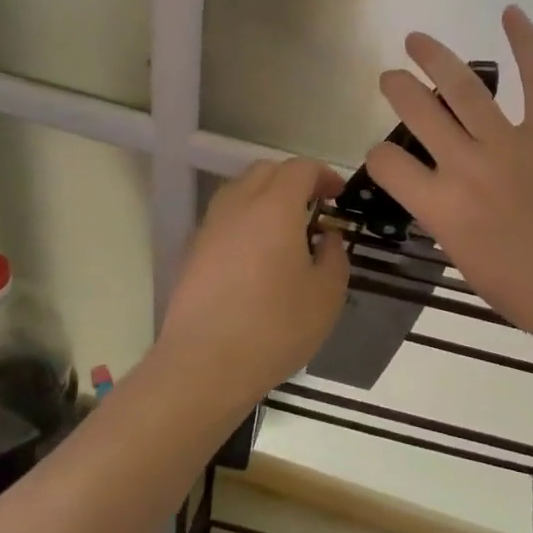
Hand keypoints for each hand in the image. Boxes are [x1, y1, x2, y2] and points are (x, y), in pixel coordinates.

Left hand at [158, 158, 350, 399]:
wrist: (204, 364)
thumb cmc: (275, 327)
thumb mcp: (326, 295)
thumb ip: (334, 255)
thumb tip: (326, 236)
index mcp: (274, 207)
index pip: (300, 168)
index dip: (323, 175)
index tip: (338, 196)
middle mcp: (238, 205)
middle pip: (266, 171)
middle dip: (294, 180)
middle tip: (315, 208)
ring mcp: (210, 226)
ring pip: (240, 191)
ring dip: (266, 197)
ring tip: (287, 230)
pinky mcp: (193, 250)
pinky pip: (225, 218)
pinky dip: (246, 220)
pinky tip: (259, 255)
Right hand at [366, 7, 532, 371]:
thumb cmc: (529, 295)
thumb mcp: (466, 263)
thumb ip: (446, 221)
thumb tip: (441, 193)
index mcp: (441, 209)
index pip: (387, 164)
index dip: (378, 157)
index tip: (387, 158)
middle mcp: (467, 168)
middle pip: (417, 112)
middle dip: (397, 89)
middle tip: (391, 77)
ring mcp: (512, 146)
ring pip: (464, 88)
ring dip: (435, 58)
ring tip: (417, 41)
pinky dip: (527, 43)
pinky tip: (510, 13)